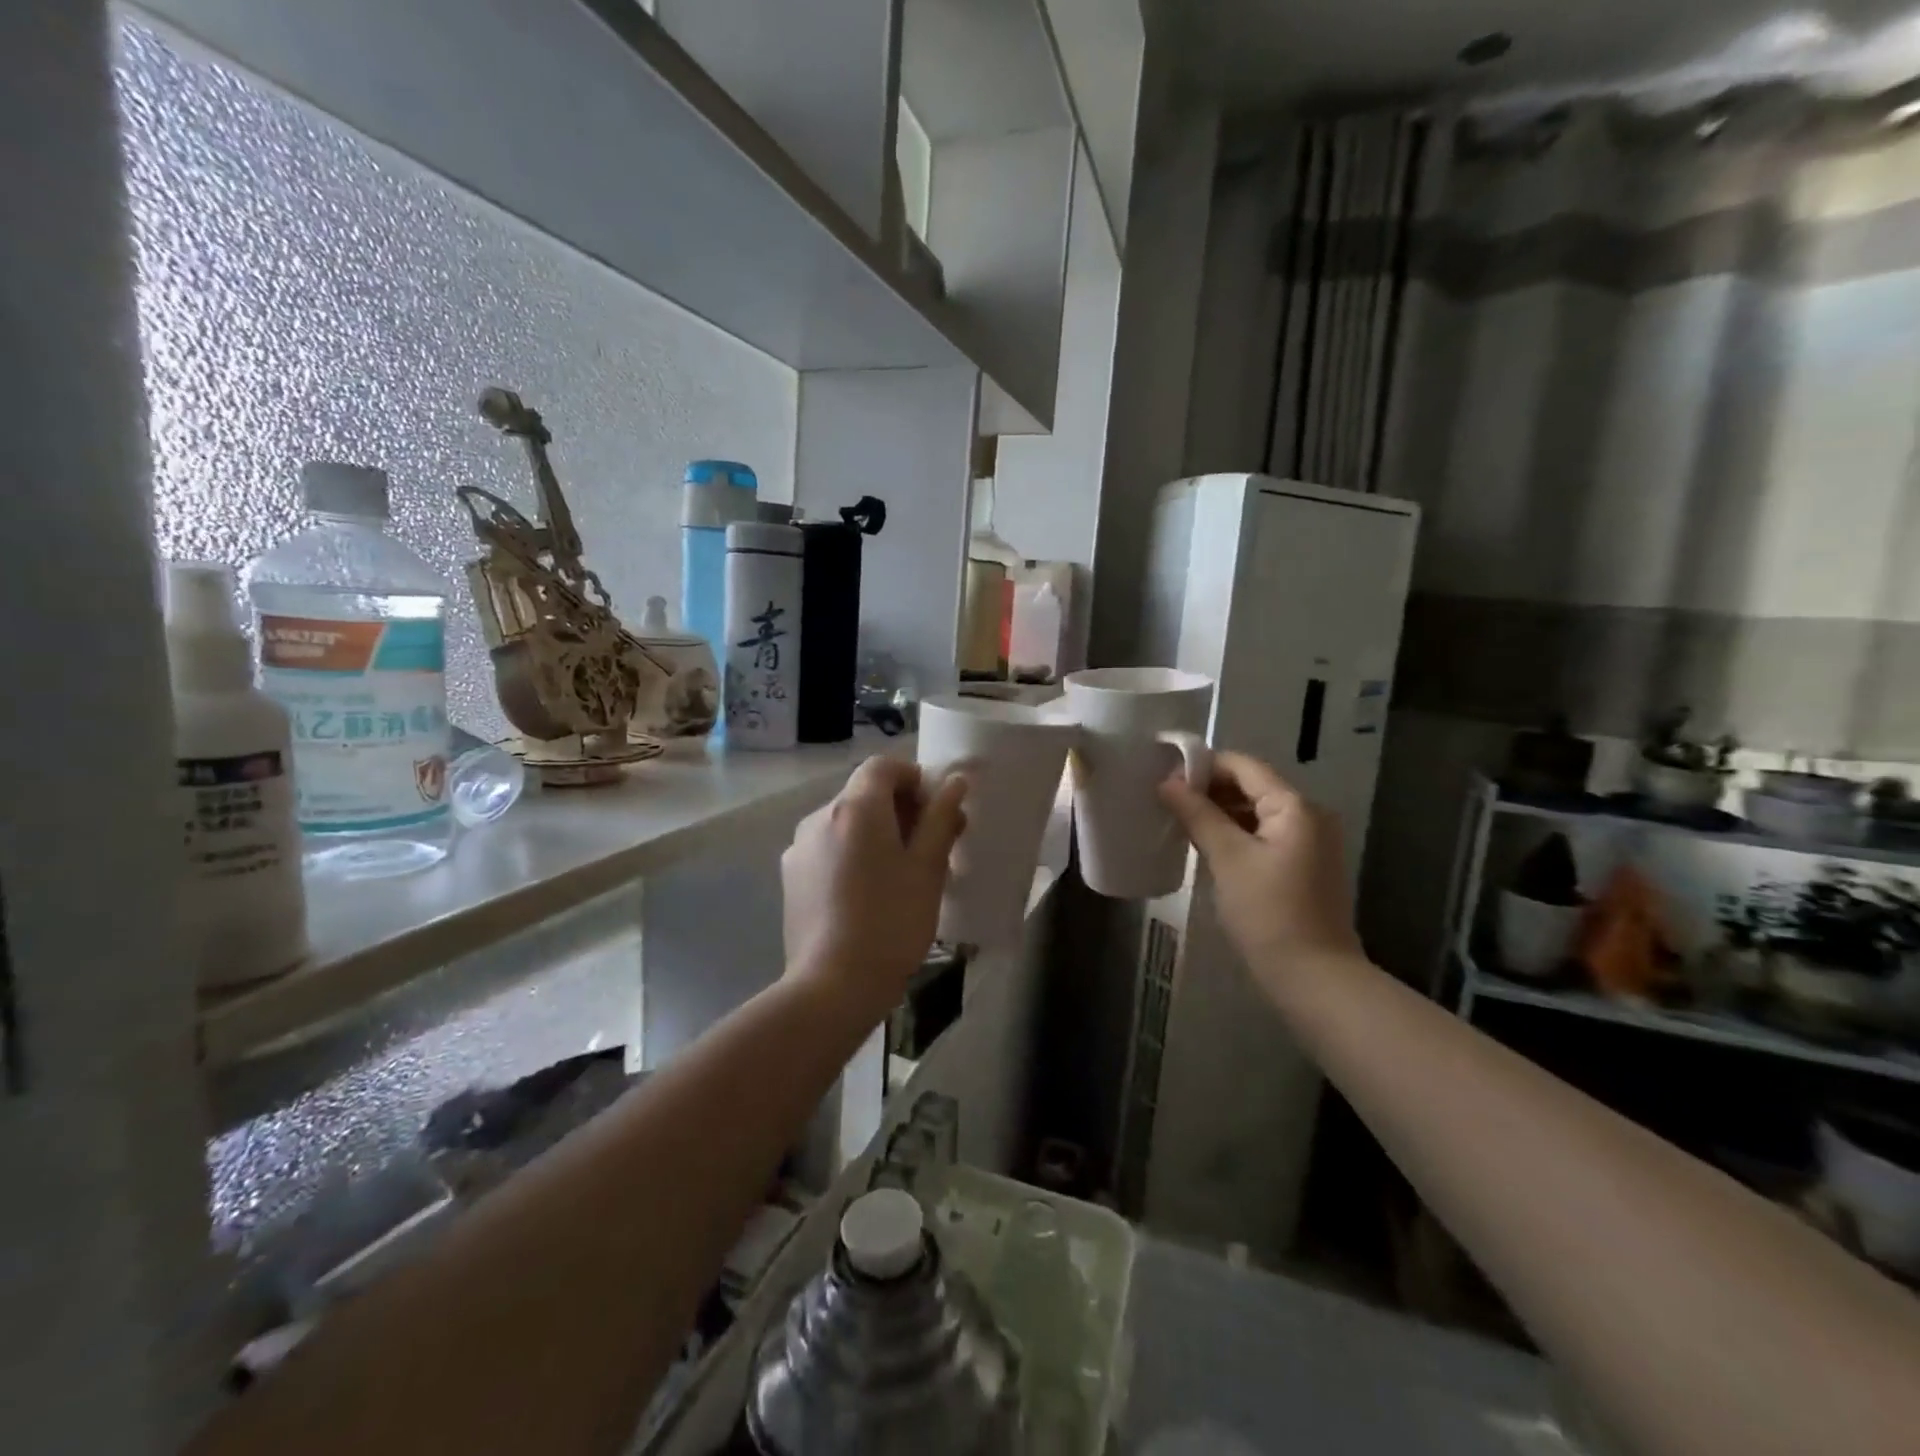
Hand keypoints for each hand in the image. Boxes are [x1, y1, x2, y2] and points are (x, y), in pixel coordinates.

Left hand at [782, 756, 967, 1019]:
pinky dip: (852, 854)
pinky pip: (828, 848)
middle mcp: (820, 816)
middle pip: (864, 793)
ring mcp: (800, 847)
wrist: (833, 985)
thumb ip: (941, 818)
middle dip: (900, 809)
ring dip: (876, 833)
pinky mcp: (791, 876)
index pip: (883, 766)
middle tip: (930, 846)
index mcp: (855, 808)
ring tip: (901, 875)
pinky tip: (867, 893)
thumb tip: (953, 783)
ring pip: (846, 822)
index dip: (913, 778)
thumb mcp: (927, 868)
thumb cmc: (891, 922)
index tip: (936, 811)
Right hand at [1159, 751, 1361, 996]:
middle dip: (1209, 789)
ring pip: (1255, 812)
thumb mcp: (1228, 859)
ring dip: (1219, 812)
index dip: (1203, 765)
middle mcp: (1309, 815)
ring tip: (1178, 819)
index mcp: (1295, 806)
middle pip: (1251, 786)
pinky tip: (1204, 843)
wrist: (1314, 977)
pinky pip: (1263, 834)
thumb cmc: (1269, 913)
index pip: (1243, 766)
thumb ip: (1198, 814)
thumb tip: (1167, 782)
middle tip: (1165, 798)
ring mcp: (1309, 842)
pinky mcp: (1302, 865)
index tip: (1164, 774)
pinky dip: (1234, 833)